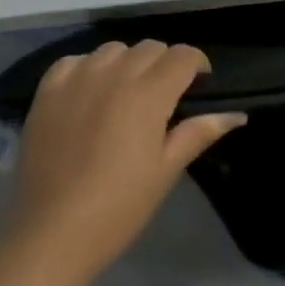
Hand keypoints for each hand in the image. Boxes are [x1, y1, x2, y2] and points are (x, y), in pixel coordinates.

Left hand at [3, 40, 245, 281]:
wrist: (50, 237)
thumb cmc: (118, 207)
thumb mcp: (166, 171)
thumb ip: (200, 132)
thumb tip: (237, 114)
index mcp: (149, 93)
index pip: (183, 55)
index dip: (196, 65)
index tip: (198, 85)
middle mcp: (115, 74)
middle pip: (151, 48)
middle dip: (164, 64)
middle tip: (161, 98)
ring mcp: (78, 79)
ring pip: (114, 49)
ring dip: (127, 64)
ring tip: (123, 94)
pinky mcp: (47, 92)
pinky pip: (75, 61)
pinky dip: (87, 69)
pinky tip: (88, 94)